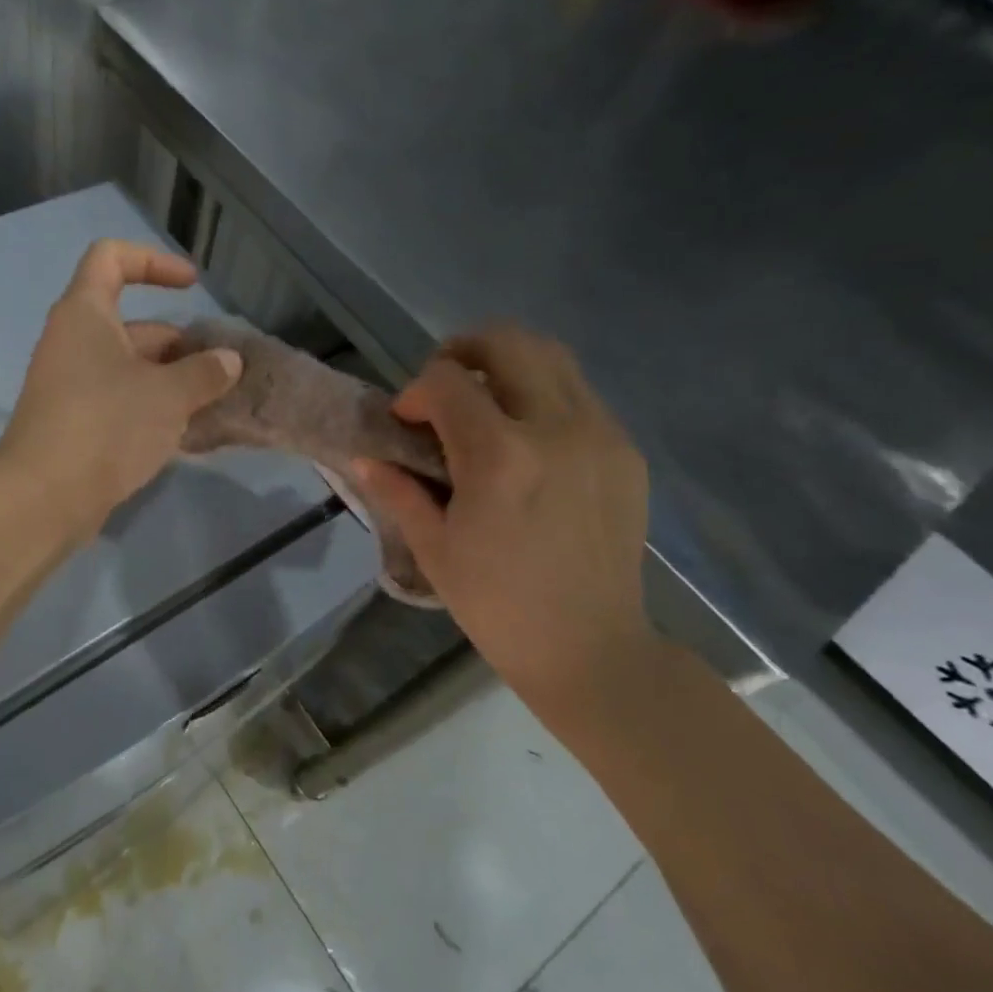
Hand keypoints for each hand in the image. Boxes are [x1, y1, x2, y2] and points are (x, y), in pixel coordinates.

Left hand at [0, 240, 244, 542]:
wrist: (45, 497)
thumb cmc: (107, 425)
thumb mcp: (168, 395)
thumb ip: (204, 373)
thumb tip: (228, 361)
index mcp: (86, 314)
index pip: (112, 258)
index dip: (154, 261)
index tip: (192, 286)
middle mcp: (73, 342)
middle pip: (132, 325)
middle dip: (179, 344)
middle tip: (219, 372)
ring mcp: (71, 386)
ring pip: (130, 369)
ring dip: (171, 382)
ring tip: (213, 404)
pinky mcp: (75, 423)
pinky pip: (120, 402)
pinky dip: (152, 408)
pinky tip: (187, 433)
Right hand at [354, 325, 657, 722]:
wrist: (592, 649)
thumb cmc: (497, 605)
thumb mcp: (433, 548)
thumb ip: (397, 491)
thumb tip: (365, 458)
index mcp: (499, 456)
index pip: (447, 380)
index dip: (415, 390)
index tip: (407, 422)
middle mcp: (556, 429)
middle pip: (508, 342)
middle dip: (463, 350)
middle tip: (443, 387)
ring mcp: (601, 436)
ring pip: (552, 357)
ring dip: (507, 366)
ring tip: (483, 403)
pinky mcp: (626, 452)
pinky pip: (580, 395)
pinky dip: (542, 395)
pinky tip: (526, 440)